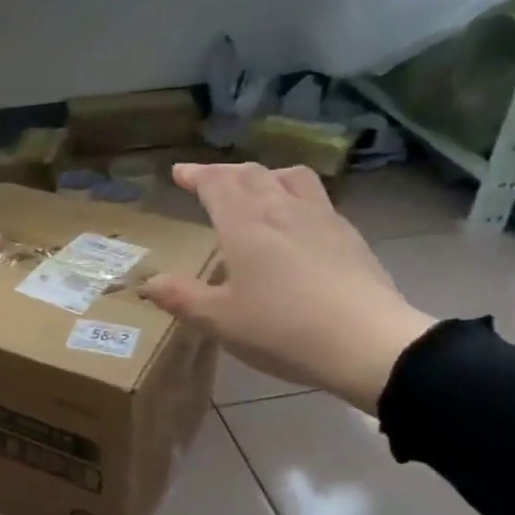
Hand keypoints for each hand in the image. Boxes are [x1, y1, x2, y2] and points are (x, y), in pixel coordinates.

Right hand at [139, 164, 434, 413]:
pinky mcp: (348, 234)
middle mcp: (281, 207)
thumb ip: (181, 297)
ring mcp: (320, 216)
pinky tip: (296, 219)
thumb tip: (146, 283)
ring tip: (256, 187)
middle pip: (250, 173)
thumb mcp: (219, 320)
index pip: (215, 183)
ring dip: (264, 174)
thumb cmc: (282, 329)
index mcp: (244, 222)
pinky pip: (315, 196)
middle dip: (224, 173)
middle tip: (208, 181)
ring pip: (288, 176)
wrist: (367, 342)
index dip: (195, 175)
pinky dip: (294, 193)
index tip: (179, 173)